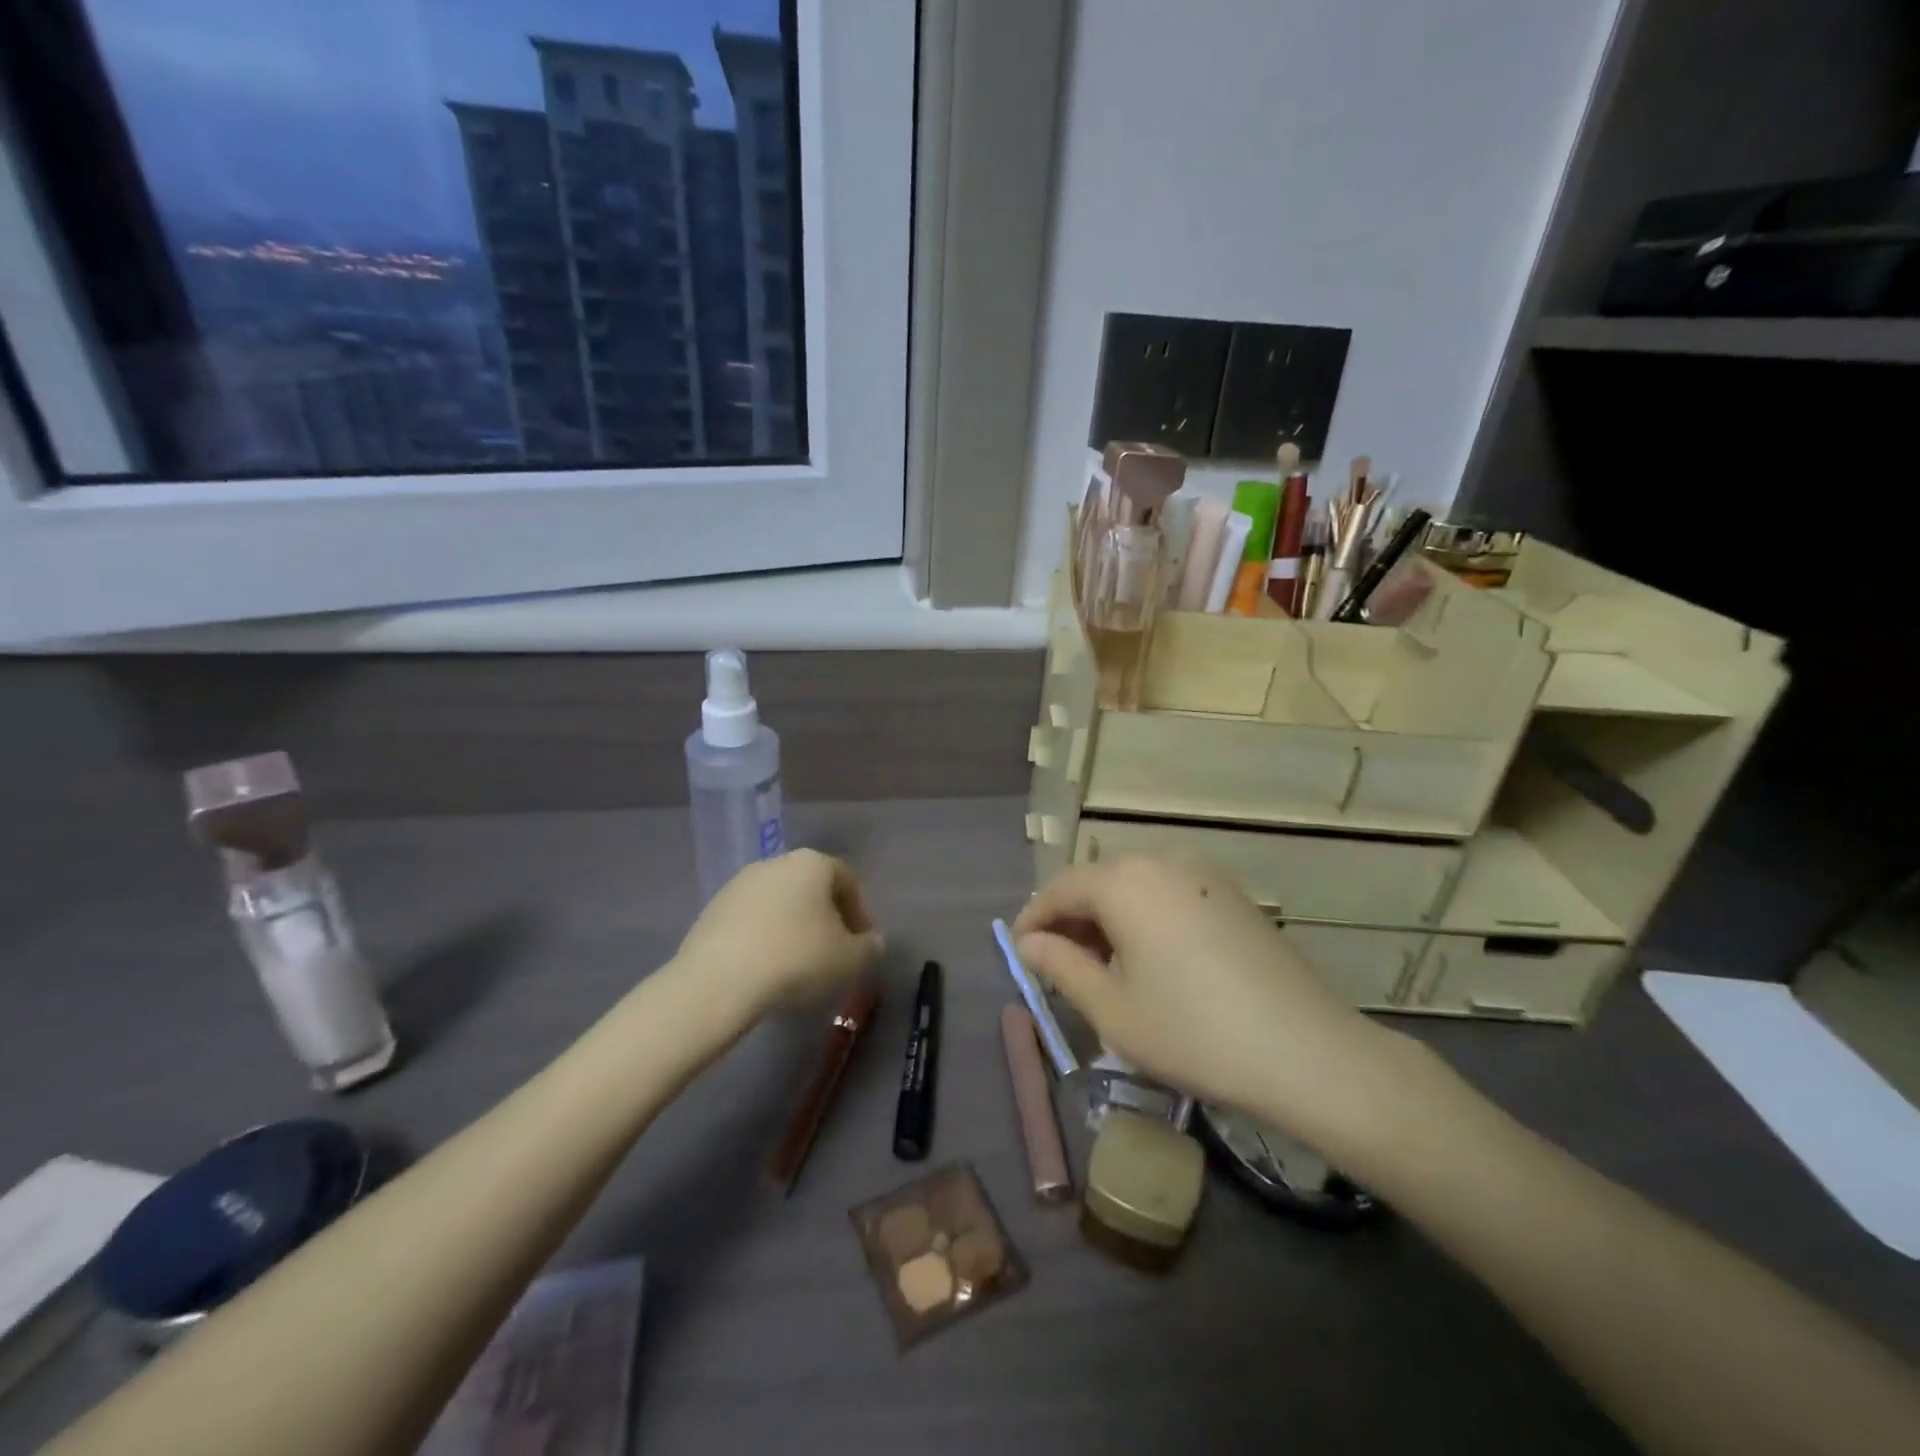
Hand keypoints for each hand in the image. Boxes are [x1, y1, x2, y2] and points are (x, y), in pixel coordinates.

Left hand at [677, 850, 885, 1013]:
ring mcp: (739, 883)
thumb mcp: (849, 960)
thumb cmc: (796, 959)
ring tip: (799, 966)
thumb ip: (869, 948)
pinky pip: (752, 920)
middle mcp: (776, 862)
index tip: (863, 945)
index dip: (861, 914)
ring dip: (794, 928)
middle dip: (826, 919)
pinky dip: (765, 937)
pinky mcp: (713, 909)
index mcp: (812, 863)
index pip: (848, 881)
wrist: (718, 980)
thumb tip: (872, 942)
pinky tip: (766, 968)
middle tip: (833, 954)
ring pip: (780, 903)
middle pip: (812, 888)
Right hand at [1013, 857, 1397, 1137]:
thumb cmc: (1193, 1032)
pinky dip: (1145, 919)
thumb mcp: (1112, 1009)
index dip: (1034, 920)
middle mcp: (1162, 862)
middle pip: (1098, 883)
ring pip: (1134, 887)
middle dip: (1071, 920)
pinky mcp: (1232, 896)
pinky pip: (1169, 895)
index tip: (1019, 953)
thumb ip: (1061, 966)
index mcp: (1125, 882)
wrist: (1307, 1052)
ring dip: (1108, 920)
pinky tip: (1151, 961)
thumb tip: (1029, 943)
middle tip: (1057, 966)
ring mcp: (1203, 875)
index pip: (1060, 888)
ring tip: (1102, 969)